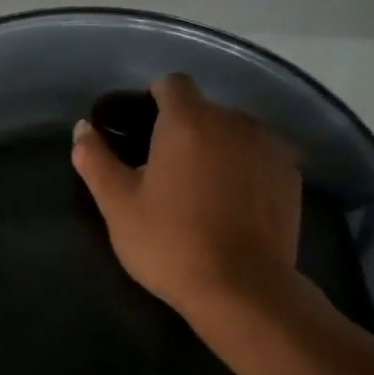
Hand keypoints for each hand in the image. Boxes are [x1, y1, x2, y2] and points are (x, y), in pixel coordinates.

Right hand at [72, 73, 306, 327]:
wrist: (243, 289)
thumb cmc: (170, 243)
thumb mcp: (118, 205)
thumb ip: (96, 160)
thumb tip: (82, 129)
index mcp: (189, 121)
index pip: (171, 85)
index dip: (153, 102)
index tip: (141, 136)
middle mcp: (234, 121)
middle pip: (203, 111)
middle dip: (184, 132)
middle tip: (165, 176)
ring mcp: (269, 146)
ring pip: (233, 134)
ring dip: (216, 150)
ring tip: (202, 194)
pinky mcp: (291, 175)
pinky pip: (258, 158)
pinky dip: (243, 170)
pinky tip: (232, 207)